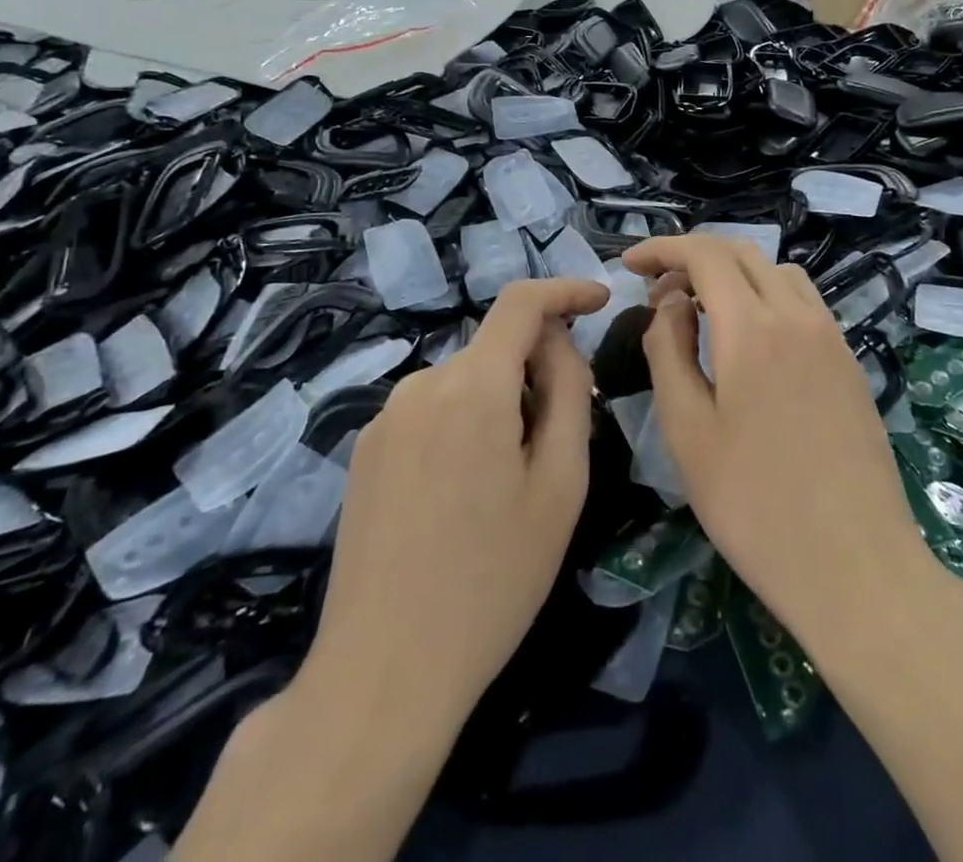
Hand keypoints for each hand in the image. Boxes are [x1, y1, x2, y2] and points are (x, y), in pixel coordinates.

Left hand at [300, 277, 608, 725]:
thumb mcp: (560, 484)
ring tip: (509, 481)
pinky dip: (462, 424)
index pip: (521, 303)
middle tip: (560, 438)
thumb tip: (557, 343)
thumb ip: (569, 392)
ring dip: (498, 402)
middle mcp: (421, 385)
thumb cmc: (493, 579)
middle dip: (535, 370)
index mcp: (473, 386)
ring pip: (463, 382)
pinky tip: (462, 496)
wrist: (384, 672)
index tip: (599, 300)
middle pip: (494, 348)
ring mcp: (384, 418)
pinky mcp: (364, 451)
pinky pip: (430, 411)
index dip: (564, 291)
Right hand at [623, 236, 934, 641]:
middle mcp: (798, 316)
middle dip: (693, 258)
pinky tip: (750, 343)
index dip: (662, 248)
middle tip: (658, 294)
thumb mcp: (687, 430)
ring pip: (778, 273)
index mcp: (753, 327)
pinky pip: (803, 303)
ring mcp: (831, 337)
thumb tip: (672, 304)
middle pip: (743, 253)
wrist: (856, 566)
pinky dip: (766, 297)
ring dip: (733, 275)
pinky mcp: (849, 362)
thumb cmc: (754, 505)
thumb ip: (669, 351)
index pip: (704, 254)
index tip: (628, 264)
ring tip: (702, 314)